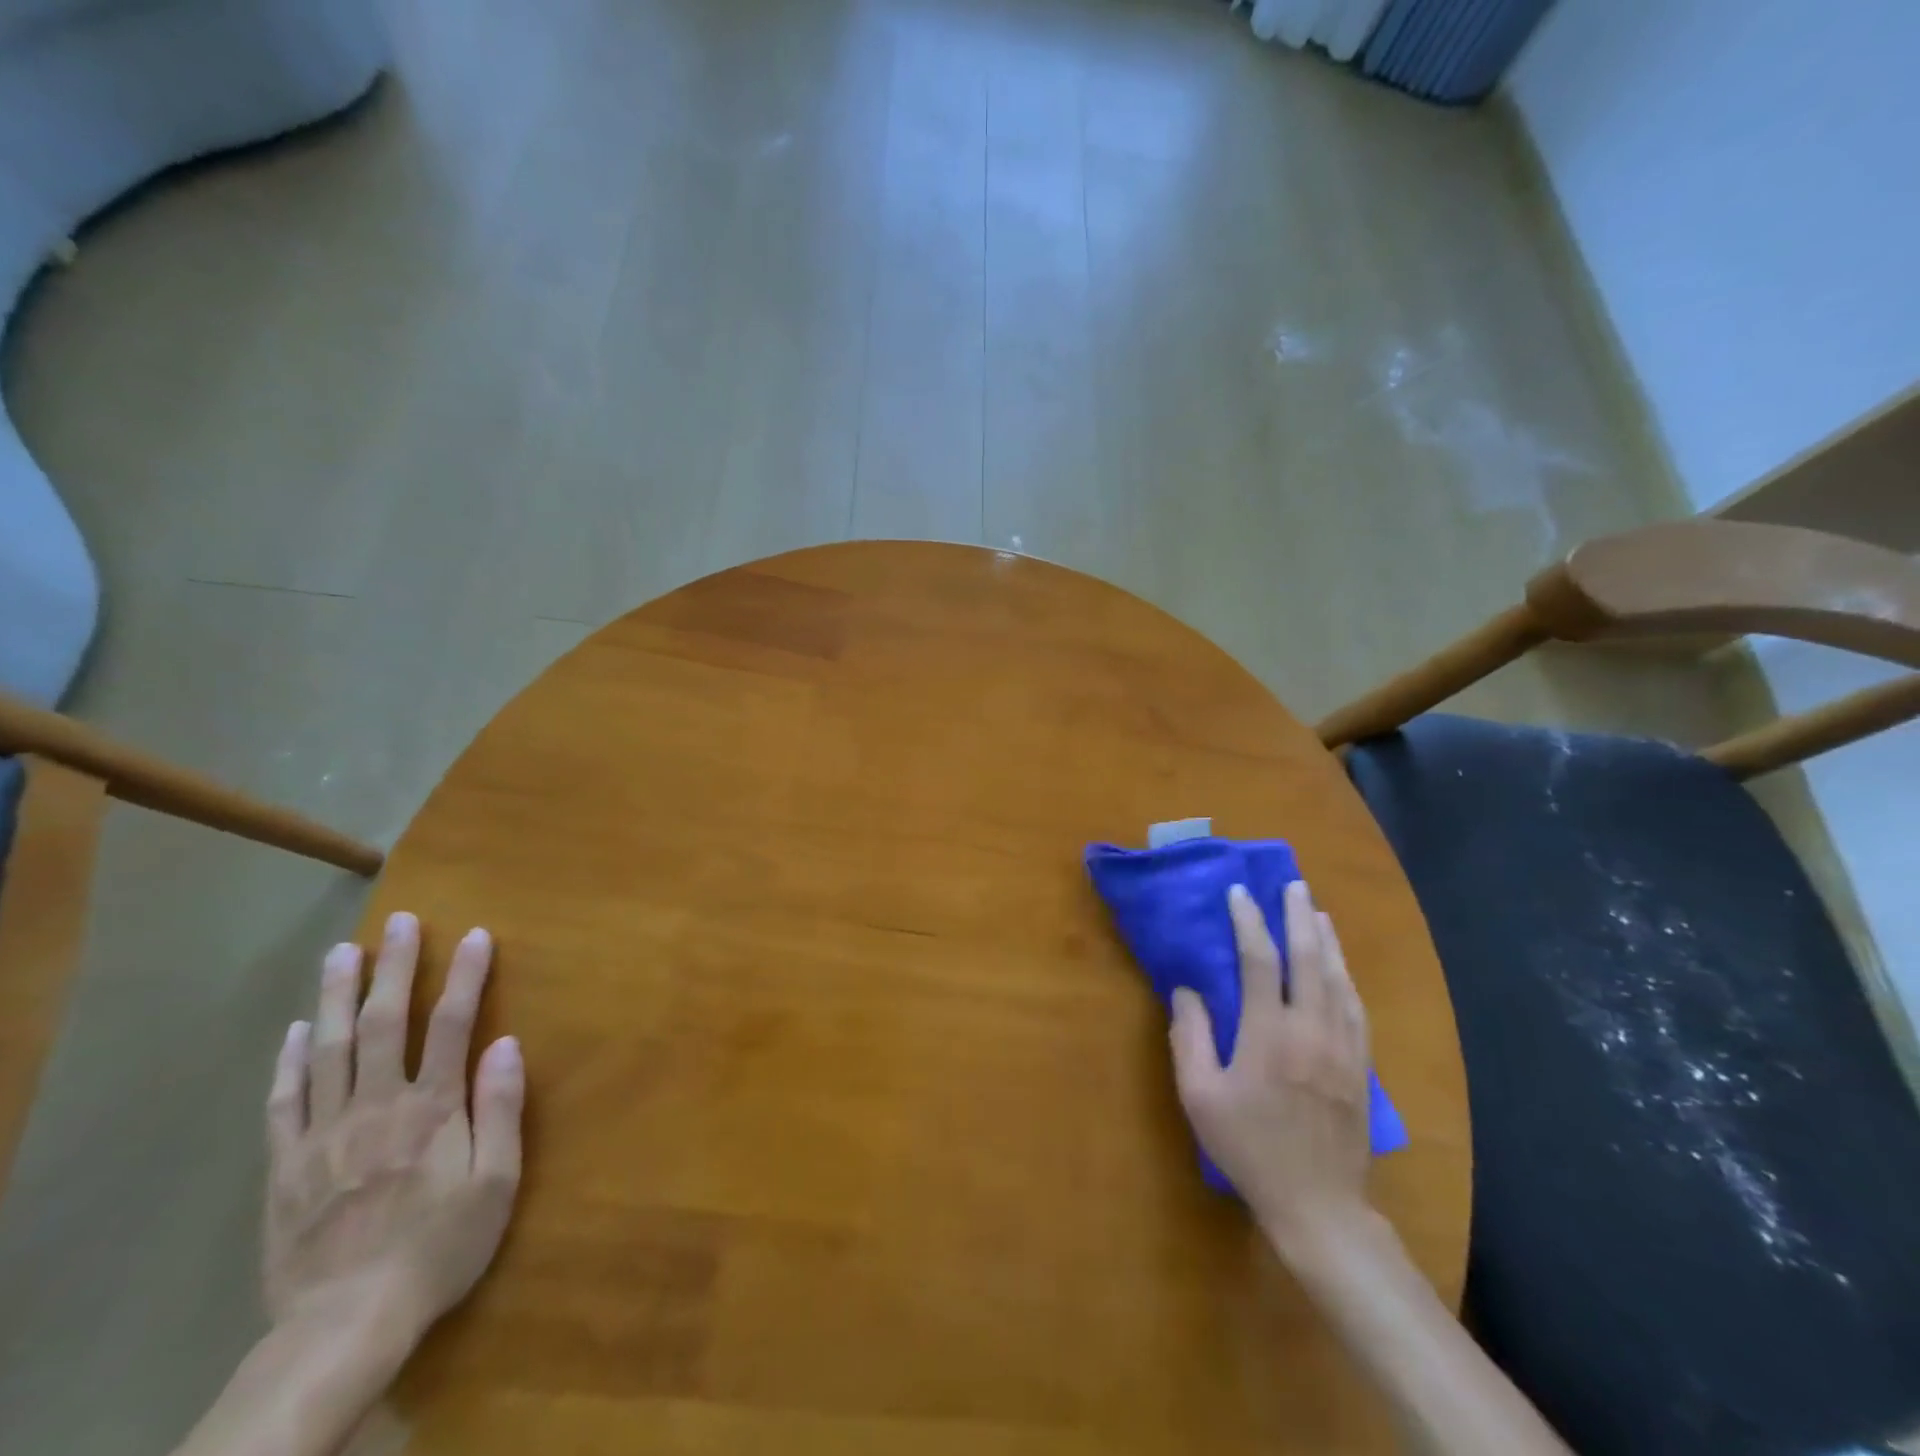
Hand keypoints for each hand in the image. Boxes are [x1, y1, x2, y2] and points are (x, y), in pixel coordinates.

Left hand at [264, 913, 523, 1344]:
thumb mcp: (496, 1182)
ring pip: (330, 1049)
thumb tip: (507, 1042)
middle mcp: (376, 1105)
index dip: (466, 975)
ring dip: (339, 996)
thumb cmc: (439, 1246)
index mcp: (432, 1108)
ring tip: (343, 953)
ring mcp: (324, 1133)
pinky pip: (284, 1101)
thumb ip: (500, 1108)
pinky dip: (289, 1061)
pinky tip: (297, 1030)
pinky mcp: (286, 1164)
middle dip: (396, 967)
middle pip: (386, 1022)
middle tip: (400, 922)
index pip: (454, 1023)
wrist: (345, 1322)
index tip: (477, 934)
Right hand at [1170, 880, 1371, 1256]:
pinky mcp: (1361, 1065)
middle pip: (1309, 958)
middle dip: (1299, 916)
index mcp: (1268, 1033)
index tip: (1238, 894)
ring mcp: (1343, 1046)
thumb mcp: (1199, 1095)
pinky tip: (1340, 966)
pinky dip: (1346, 975)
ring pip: (1338, 977)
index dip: (1248, 921)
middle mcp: (1311, 1029)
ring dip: (1327, 939)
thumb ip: (1189, 1036)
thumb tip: (1186, 990)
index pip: (1260, 960)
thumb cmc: (1249, 1147)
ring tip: (1317, 911)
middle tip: (1293, 884)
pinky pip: (1356, 1006)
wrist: (1318, 1204)